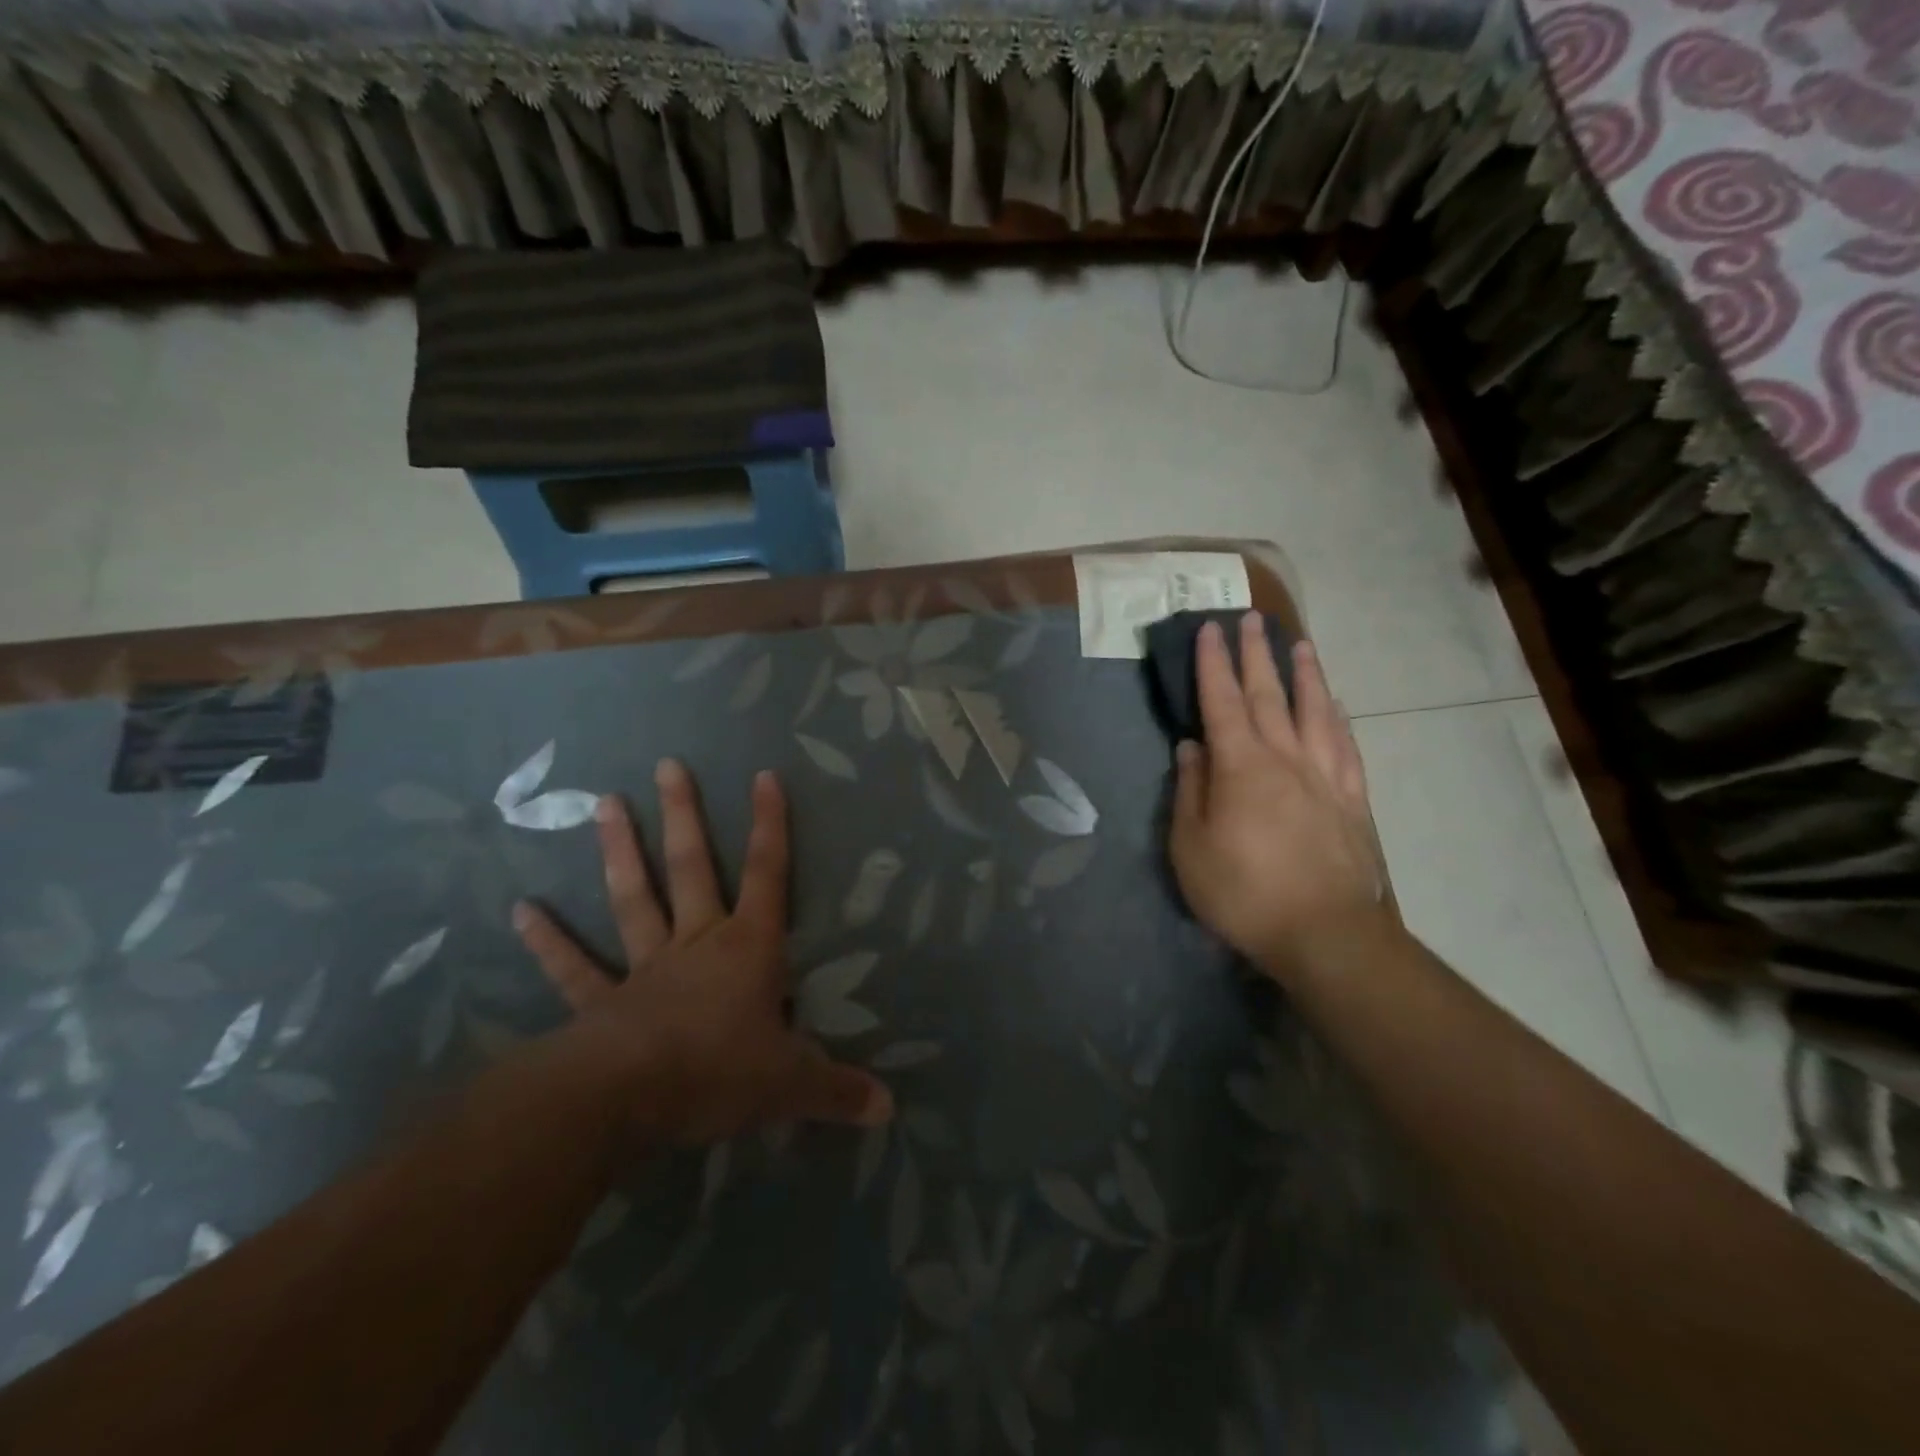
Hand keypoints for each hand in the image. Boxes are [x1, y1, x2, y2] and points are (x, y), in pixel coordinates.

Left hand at [513, 760, 892, 1144]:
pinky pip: (574, 968)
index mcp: (747, 948)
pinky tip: (521, 911)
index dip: (770, 826)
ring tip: (604, 804)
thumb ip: (837, 1089)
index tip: (764, 776)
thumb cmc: (717, 1072)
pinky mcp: (601, 1003)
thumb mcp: (790, 1083)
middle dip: (685, 816)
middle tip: (668, 765)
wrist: (626, 1099)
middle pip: (693, 868)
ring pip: (634, 898)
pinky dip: (549, 941)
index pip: (768, 875)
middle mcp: (696, 943)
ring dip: (620, 852)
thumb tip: (888, 1109)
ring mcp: (644, 968)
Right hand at [1169, 615, 1386, 975]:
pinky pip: (1345, 745)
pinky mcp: (1352, 799)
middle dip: (1256, 655)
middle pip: (1268, 695)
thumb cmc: (1244, 892)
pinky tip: (1335, 706)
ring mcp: (1325, 776)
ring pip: (1314, 711)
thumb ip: (1190, 791)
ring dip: (1304, 674)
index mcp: (1240, 766)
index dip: (1212, 664)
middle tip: (1252, 619)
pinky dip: (1337, 718)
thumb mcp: (1191, 847)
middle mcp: (1285, 758)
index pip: (1220, 702)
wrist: (1327, 935)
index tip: (1209, 629)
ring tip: (1300, 645)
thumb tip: (1191, 747)